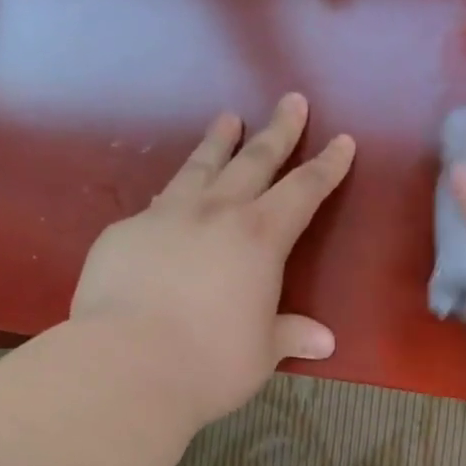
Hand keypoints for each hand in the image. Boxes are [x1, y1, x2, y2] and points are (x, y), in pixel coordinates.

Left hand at [72, 94, 355, 429]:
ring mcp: (165, 216)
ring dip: (218, 141)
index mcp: (260, 238)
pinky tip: (168, 196)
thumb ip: (290, 335)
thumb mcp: (261, 352)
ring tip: (227, 117)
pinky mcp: (123, 232)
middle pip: (254, 160)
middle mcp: (215, 213)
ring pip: (199, 167)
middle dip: (277, 130)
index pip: (303, 190)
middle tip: (290, 100)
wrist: (125, 365)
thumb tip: (324, 341)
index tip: (342, 140)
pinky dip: (172, 194)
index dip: (326, 166)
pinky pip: (156, 203)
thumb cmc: (209, 362)